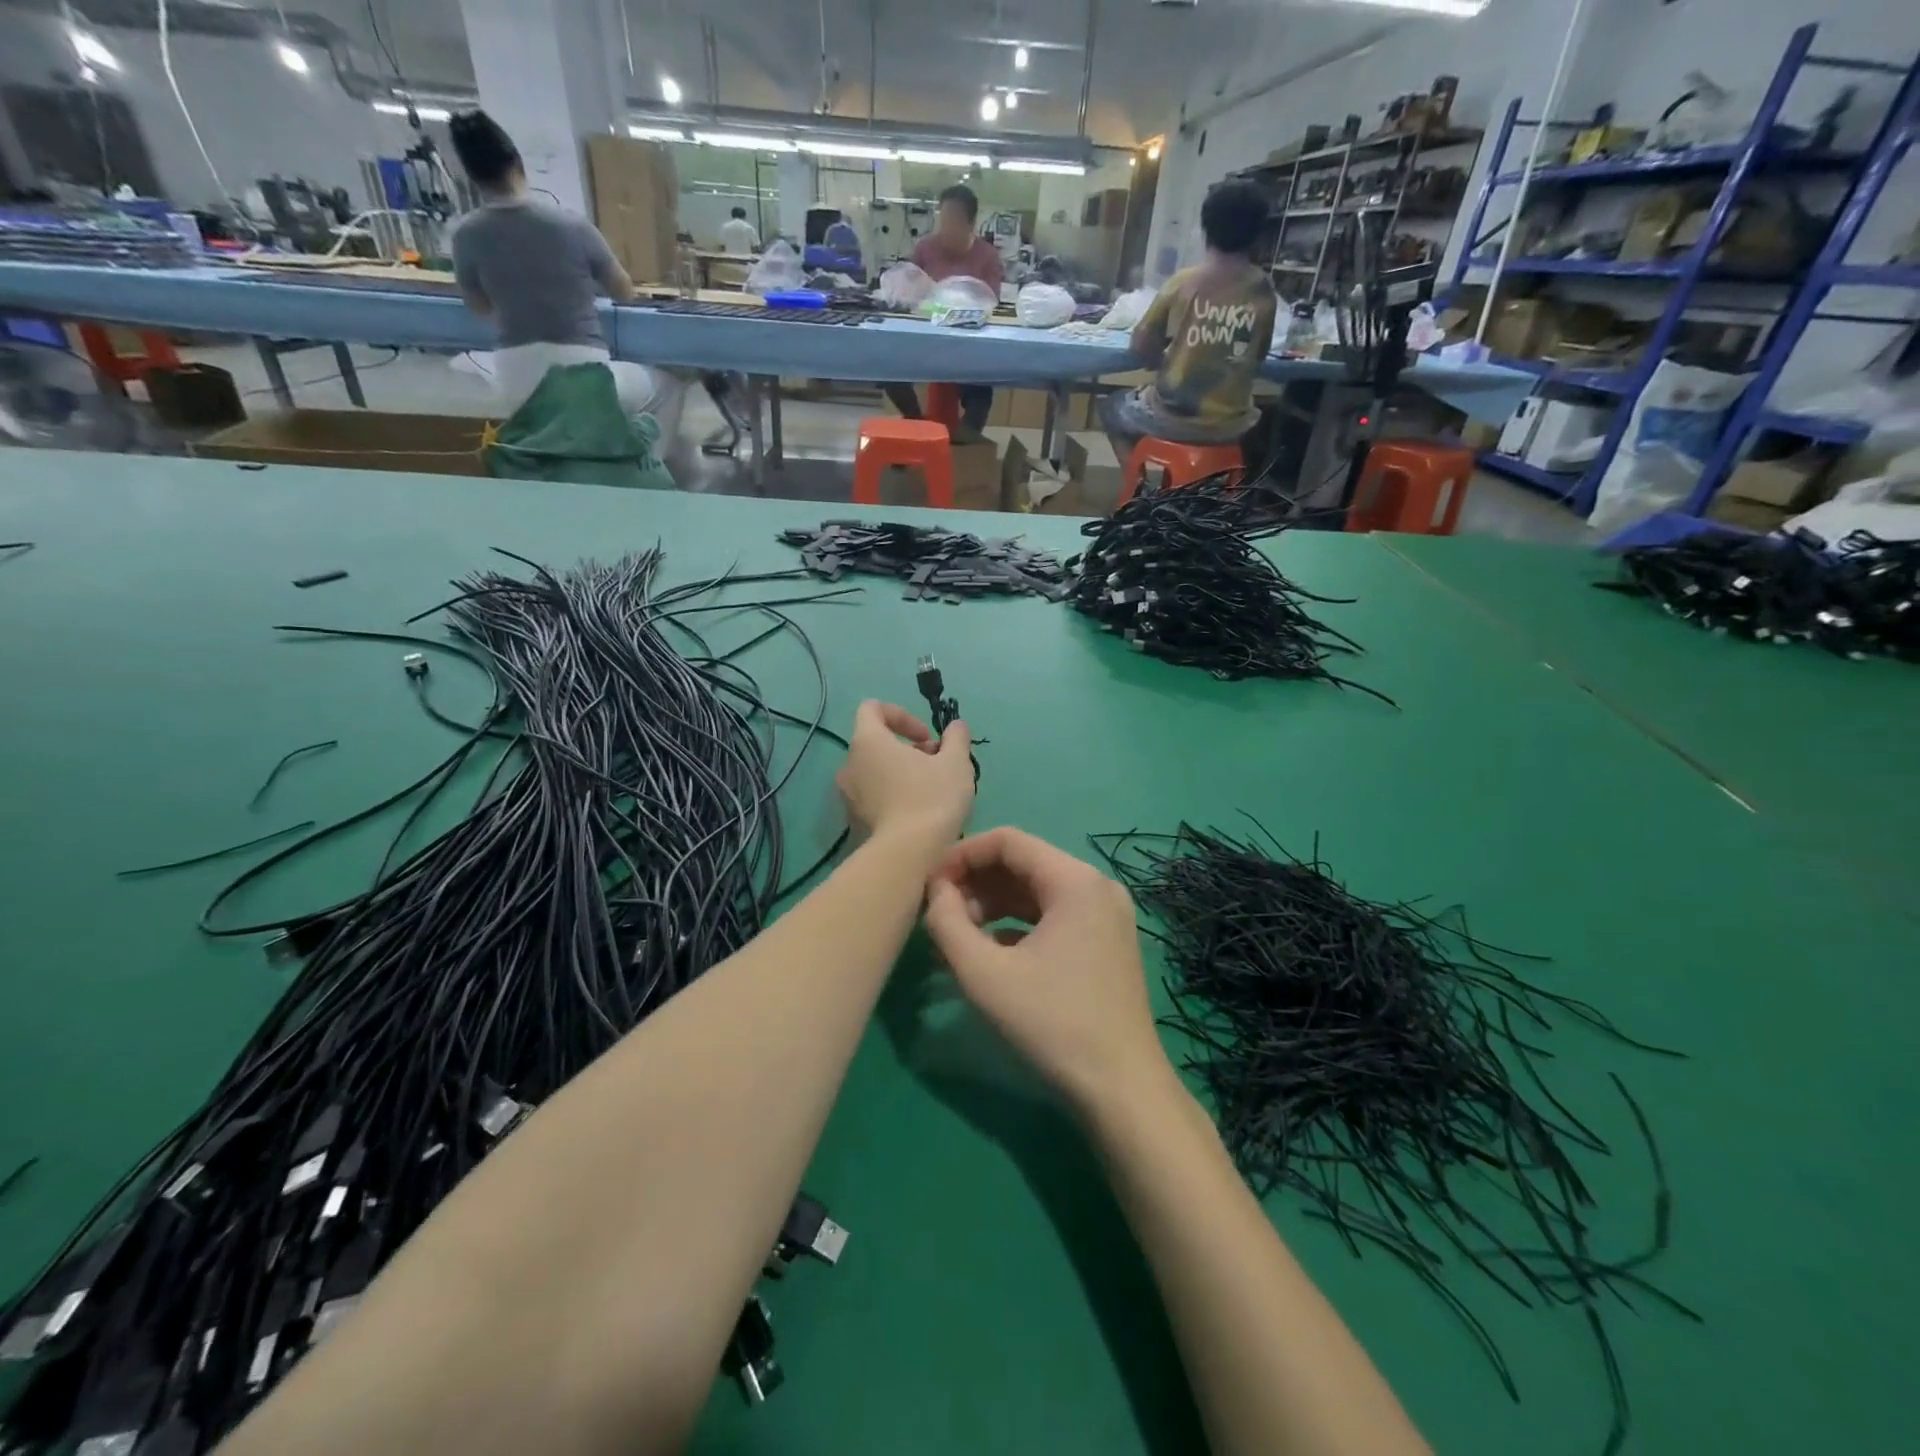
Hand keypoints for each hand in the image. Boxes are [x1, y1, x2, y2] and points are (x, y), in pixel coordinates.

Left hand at [836, 700, 973, 843]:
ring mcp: (847, 794)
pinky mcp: (853, 820)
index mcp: (868, 741)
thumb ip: (956, 737)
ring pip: (875, 770)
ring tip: (931, 789)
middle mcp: (849, 764)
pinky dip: (893, 794)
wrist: (908, 855)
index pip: (872, 708)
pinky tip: (918, 812)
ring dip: (901, 772)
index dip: (902, 715)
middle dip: (908, 747)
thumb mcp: (956, 762)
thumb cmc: (931, 799)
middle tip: (937, 764)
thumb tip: (956, 726)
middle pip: (876, 742)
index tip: (927, 736)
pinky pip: (872, 795)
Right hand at [922, 828, 1172, 1115]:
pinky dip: (1016, 926)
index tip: (929, 884)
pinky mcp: (1105, 941)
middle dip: (975, 883)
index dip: (962, 855)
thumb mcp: (984, 974)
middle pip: (1023, 864)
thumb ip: (947, 923)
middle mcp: (1096, 885)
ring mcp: (1106, 914)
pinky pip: (1053, 916)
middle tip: (939, 914)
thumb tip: (936, 891)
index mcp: (1075, 880)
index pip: (1008, 841)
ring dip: (992, 906)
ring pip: (1036, 891)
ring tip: (954, 937)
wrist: (1121, 1088)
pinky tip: (987, 953)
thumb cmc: (1051, 1024)